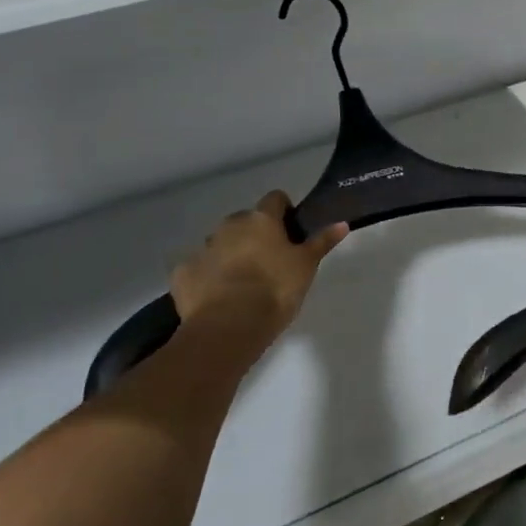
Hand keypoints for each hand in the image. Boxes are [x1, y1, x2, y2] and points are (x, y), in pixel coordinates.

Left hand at [165, 191, 348, 377]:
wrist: (228, 326)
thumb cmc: (275, 290)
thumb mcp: (307, 266)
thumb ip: (322, 242)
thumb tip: (342, 223)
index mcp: (261, 219)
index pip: (275, 199)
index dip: (284, 212)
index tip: (292, 233)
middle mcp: (229, 225)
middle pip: (246, 221)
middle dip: (255, 235)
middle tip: (270, 262)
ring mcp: (203, 248)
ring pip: (221, 244)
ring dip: (231, 255)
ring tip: (244, 284)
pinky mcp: (183, 273)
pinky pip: (199, 268)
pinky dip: (208, 277)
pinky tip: (217, 297)